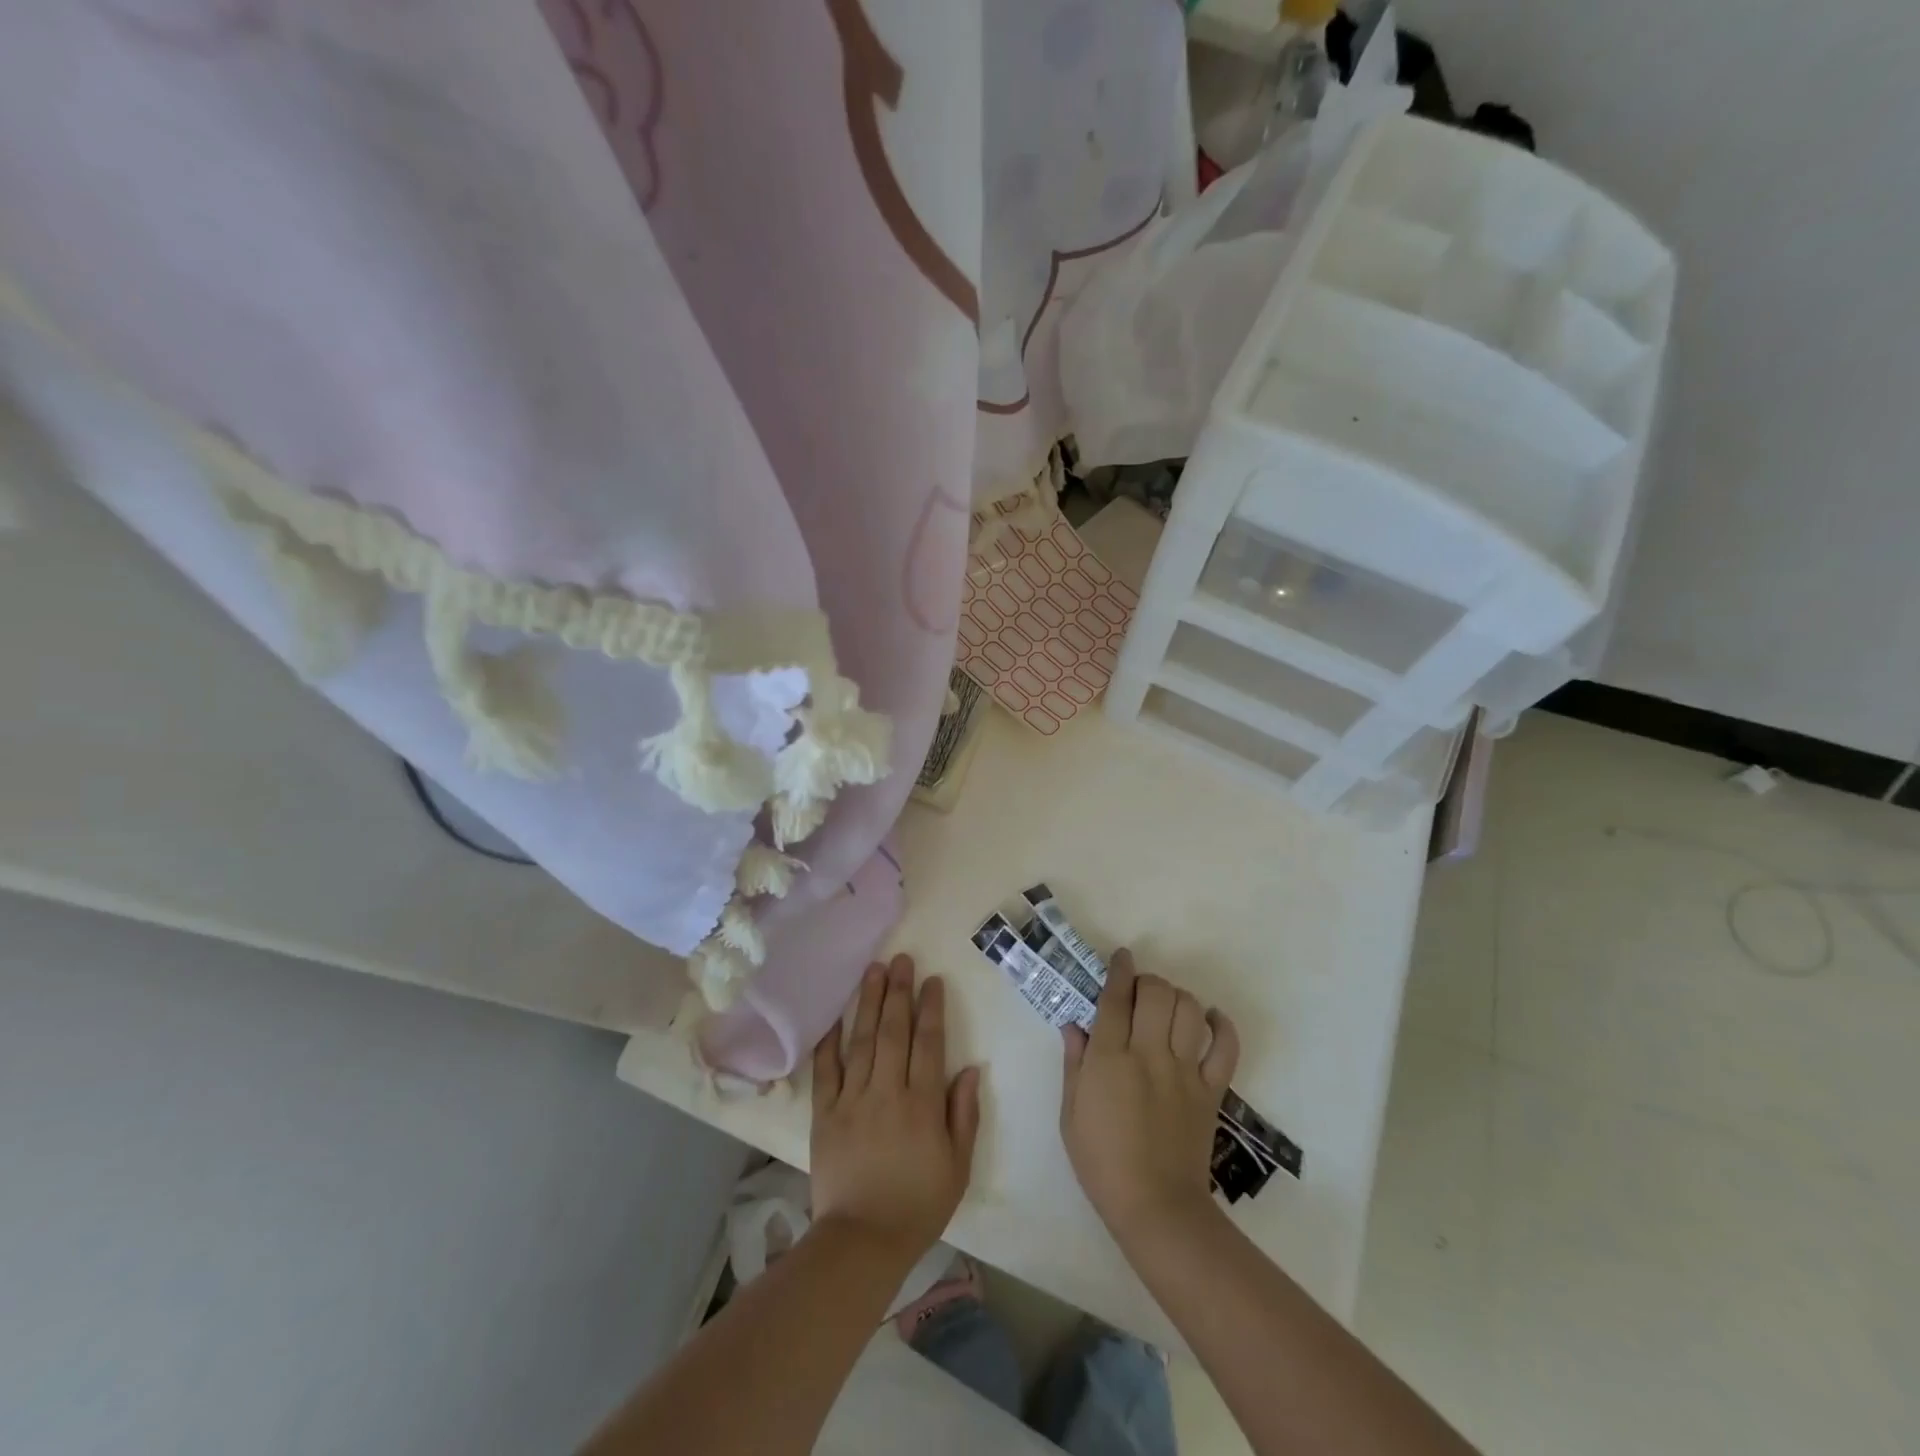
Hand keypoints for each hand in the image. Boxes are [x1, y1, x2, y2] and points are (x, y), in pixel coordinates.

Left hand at [810, 955, 981, 1265]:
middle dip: (898, 992)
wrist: (861, 1242)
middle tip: (901, 959)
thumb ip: (964, 1114)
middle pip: (894, 1031)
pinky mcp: (825, 1114)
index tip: (931, 981)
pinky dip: (829, 1041)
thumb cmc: (918, 1206)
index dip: (931, 1009)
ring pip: (861, 1041)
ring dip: (867, 1002)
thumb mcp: (958, 1166)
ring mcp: (852, 1100)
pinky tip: (835, 1016)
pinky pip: (826, 1070)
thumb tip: (969, 1068)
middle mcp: (887, 1092)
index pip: (928, 1044)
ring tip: (872, 970)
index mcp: (922, 1104)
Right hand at [1060, 949, 1239, 1242]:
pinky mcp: (1211, 1091)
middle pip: (1157, 994)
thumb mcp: (1070, 1113)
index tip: (1121, 957)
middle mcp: (1149, 1054)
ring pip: (1189, 1010)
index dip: (1119, 971)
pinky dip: (1222, 1026)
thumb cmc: (1102, 1162)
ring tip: (1168, 1006)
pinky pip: (1225, 1048)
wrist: (1156, 1208)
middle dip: (1148, 981)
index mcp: (1110, 1059)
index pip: (1115, 998)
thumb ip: (1074, 1064)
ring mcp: (1184, 1071)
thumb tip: (1074, 1026)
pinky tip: (1212, 1018)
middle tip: (1140, 991)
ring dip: (1178, 997)